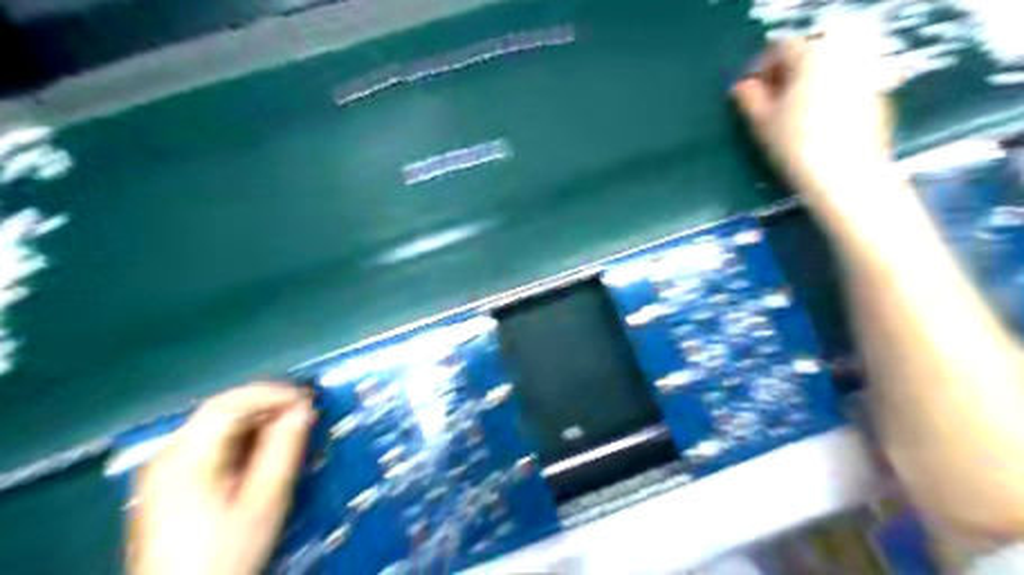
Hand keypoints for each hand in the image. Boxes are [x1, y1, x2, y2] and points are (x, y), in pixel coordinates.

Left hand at [126, 384, 313, 574]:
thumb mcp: (265, 502)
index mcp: (184, 457)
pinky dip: (243, 438)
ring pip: (217, 425)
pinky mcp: (170, 483)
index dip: (273, 393)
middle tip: (305, 413)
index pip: (230, 403)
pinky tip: (264, 451)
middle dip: (268, 405)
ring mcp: (164, 469)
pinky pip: (211, 443)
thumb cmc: (225, 554)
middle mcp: (167, 455)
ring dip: (258, 420)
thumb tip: (303, 409)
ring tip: (291, 430)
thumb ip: (284, 449)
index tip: (309, 401)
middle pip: (221, 410)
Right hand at [733, 24, 897, 211]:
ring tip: (788, 117)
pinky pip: (842, 87)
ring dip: (804, 88)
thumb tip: (741, 87)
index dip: (759, 68)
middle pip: (806, 56)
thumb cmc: (795, 145)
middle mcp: (843, 56)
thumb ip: (748, 98)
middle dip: (784, 76)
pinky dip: (825, 98)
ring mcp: (864, 75)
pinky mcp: (876, 96)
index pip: (780, 48)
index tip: (747, 93)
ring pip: (825, 73)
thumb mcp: (761, 122)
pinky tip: (813, 126)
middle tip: (766, 105)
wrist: (844, 176)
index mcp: (813, 55)